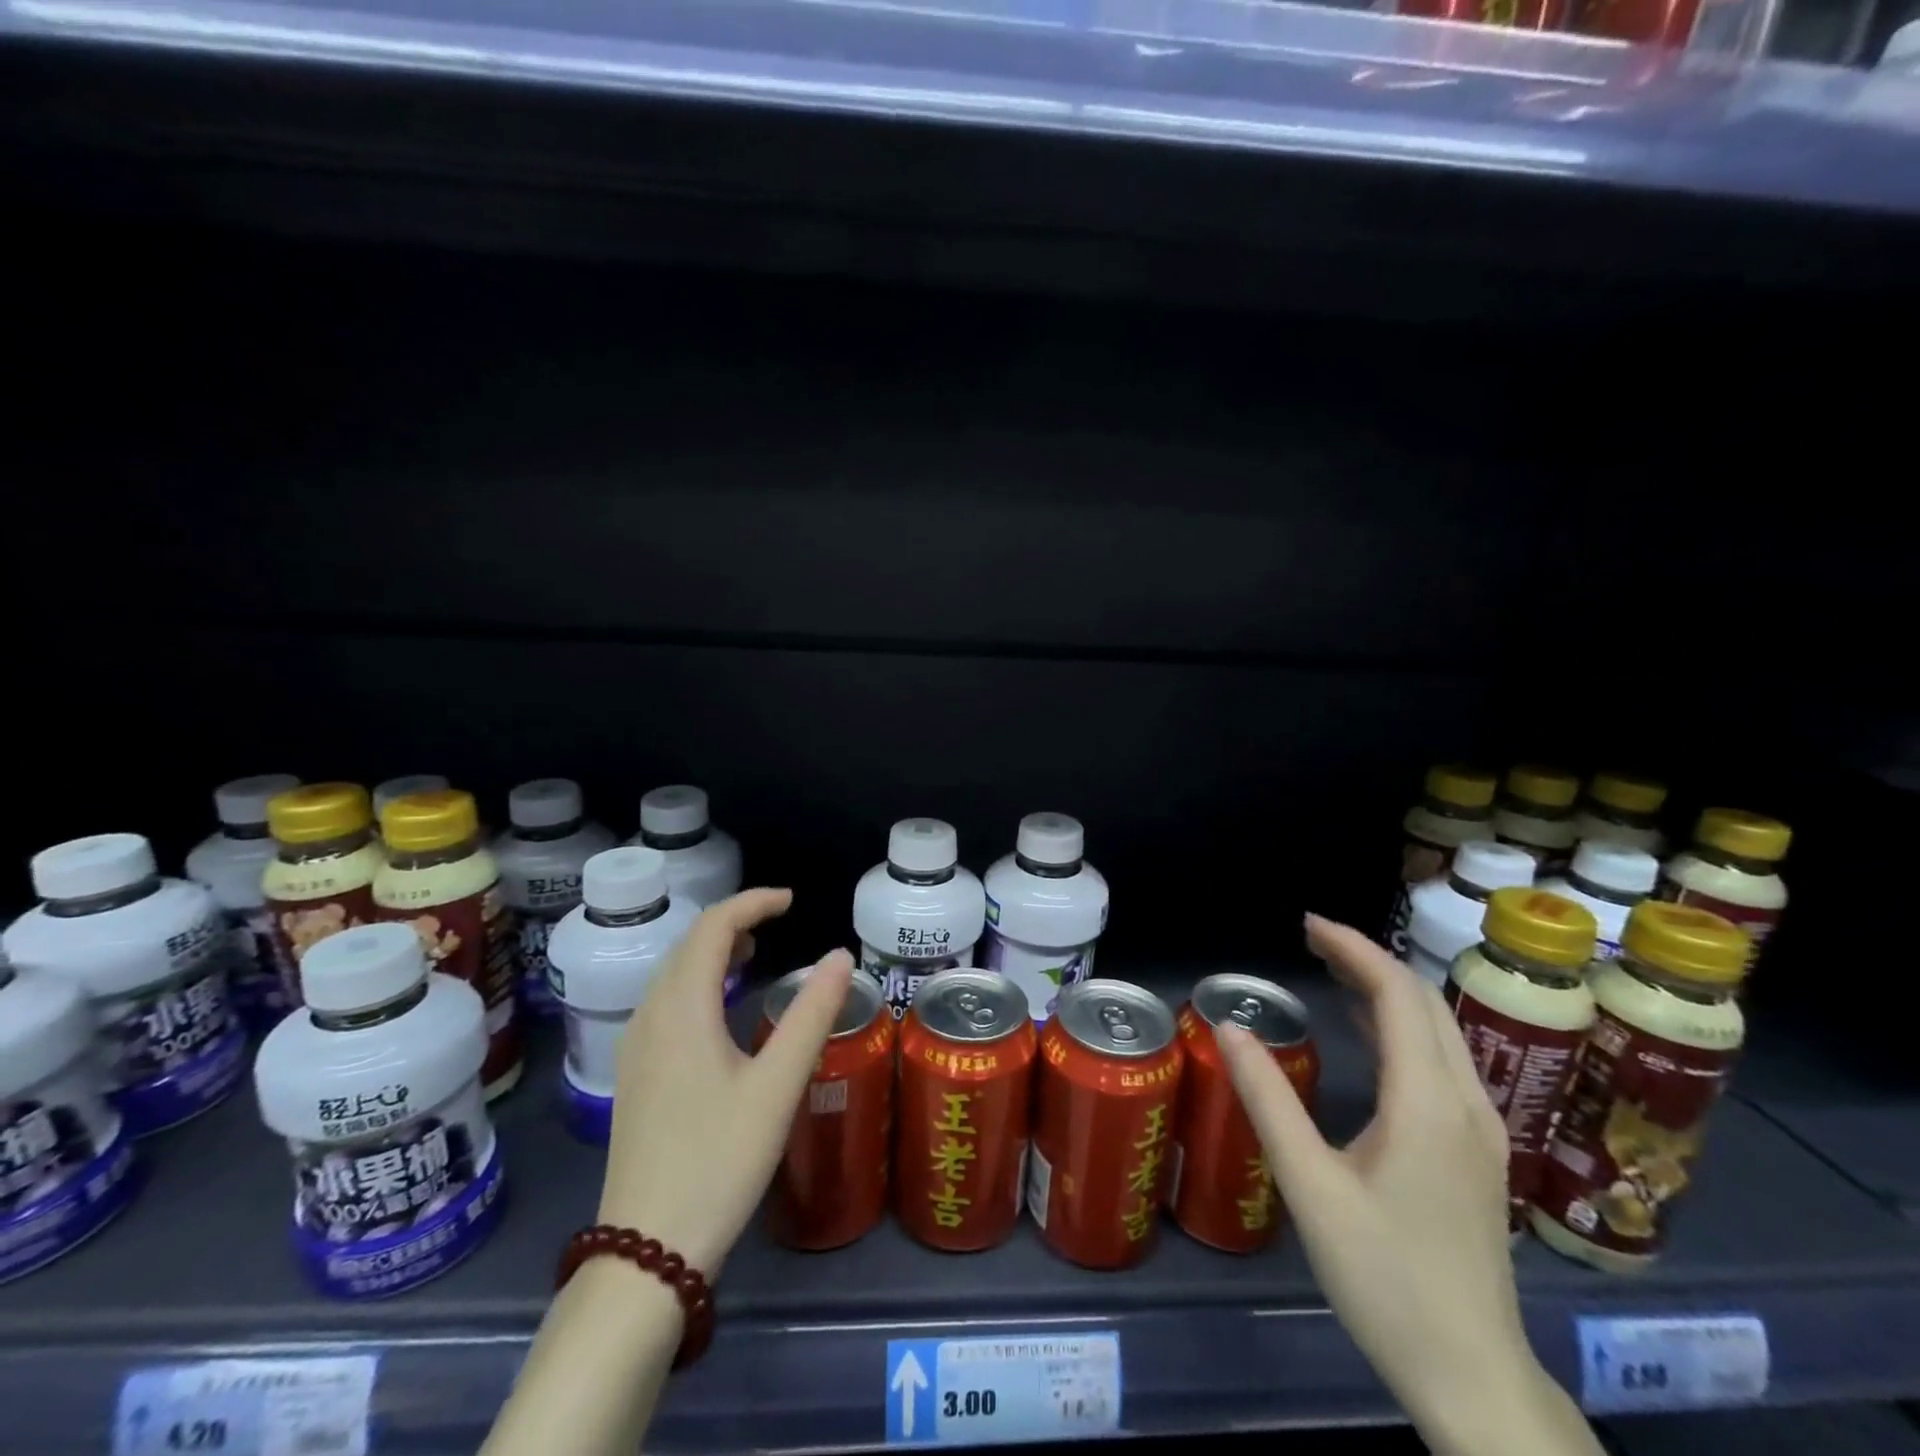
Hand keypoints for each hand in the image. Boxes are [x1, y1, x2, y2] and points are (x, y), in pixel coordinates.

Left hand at [596, 888, 853, 1275]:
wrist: (646, 1252)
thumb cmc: (720, 1160)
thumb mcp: (778, 1085)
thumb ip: (813, 1014)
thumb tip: (841, 955)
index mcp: (682, 1008)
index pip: (712, 927)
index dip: (752, 904)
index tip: (792, 901)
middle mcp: (650, 1016)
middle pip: (687, 944)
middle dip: (733, 922)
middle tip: (778, 924)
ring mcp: (636, 1047)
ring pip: (672, 974)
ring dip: (712, 951)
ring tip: (755, 954)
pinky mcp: (636, 1075)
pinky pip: (665, 1002)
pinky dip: (698, 981)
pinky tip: (721, 1008)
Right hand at [1217, 915, 1594, 1455]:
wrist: (1473, 1376)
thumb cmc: (1385, 1280)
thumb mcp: (1310, 1187)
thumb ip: (1268, 1100)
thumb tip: (1229, 1027)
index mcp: (1429, 1104)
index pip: (1398, 995)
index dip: (1353, 949)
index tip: (1306, 924)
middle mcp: (1467, 1103)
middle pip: (1425, 1003)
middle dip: (1368, 959)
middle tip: (1310, 940)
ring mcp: (1482, 1129)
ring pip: (1440, 1029)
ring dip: (1387, 988)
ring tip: (1331, 969)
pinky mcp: (1479, 1151)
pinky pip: (1442, 1060)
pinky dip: (1402, 1025)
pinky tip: (1369, 1031)